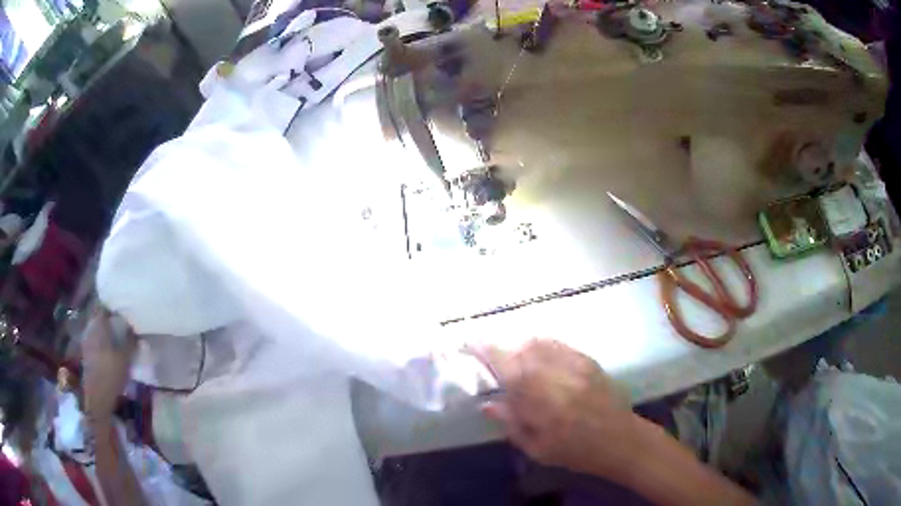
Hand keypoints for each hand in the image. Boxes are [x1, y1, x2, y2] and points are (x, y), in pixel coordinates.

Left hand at [82, 308, 135, 423]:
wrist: (97, 398)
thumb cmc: (111, 375)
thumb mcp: (125, 358)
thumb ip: (130, 341)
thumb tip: (135, 329)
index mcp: (97, 324)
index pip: (103, 305)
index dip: (113, 303)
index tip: (123, 305)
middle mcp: (90, 328)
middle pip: (100, 316)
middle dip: (110, 317)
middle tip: (124, 321)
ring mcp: (87, 341)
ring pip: (98, 328)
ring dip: (107, 329)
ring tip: (119, 335)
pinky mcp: (88, 353)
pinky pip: (96, 339)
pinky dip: (104, 340)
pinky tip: (112, 349)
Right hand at [472, 338, 640, 478]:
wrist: (620, 440)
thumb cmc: (576, 451)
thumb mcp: (538, 448)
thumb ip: (512, 423)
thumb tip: (488, 403)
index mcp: (541, 400)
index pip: (506, 366)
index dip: (485, 351)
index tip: (469, 343)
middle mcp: (557, 374)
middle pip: (521, 349)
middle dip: (502, 350)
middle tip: (493, 360)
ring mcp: (575, 364)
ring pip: (539, 342)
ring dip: (520, 346)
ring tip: (515, 360)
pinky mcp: (588, 360)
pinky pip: (559, 344)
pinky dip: (542, 345)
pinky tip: (539, 357)